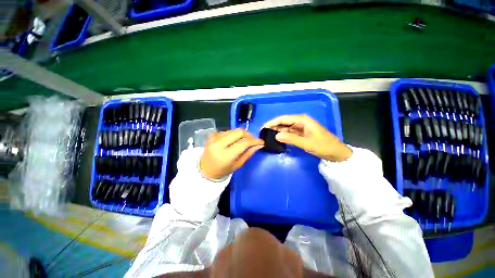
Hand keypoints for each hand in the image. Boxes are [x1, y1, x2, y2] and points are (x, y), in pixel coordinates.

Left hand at [199, 129, 263, 179]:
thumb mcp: (238, 164)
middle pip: (239, 132)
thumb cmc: (223, 171)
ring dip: (242, 135)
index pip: (243, 142)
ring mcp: (214, 138)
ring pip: (234, 130)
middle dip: (249, 135)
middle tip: (253, 141)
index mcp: (225, 155)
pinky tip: (234, 141)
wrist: (205, 170)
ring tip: (244, 142)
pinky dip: (234, 135)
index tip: (261, 142)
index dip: (254, 140)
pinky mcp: (212, 135)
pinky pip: (228, 131)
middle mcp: (218, 144)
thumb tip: (259, 144)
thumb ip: (249, 153)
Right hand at [263, 115, 351, 161]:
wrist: (336, 153)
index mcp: (302, 120)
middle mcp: (300, 122)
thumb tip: (276, 136)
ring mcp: (300, 128)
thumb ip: (291, 139)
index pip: (283, 119)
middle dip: (273, 127)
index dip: (272, 122)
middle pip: (283, 122)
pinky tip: (277, 139)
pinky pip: (289, 133)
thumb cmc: (324, 146)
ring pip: (285, 128)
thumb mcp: (307, 143)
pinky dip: (283, 136)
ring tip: (267, 136)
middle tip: (263, 133)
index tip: (263, 128)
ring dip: (277, 131)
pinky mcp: (300, 134)